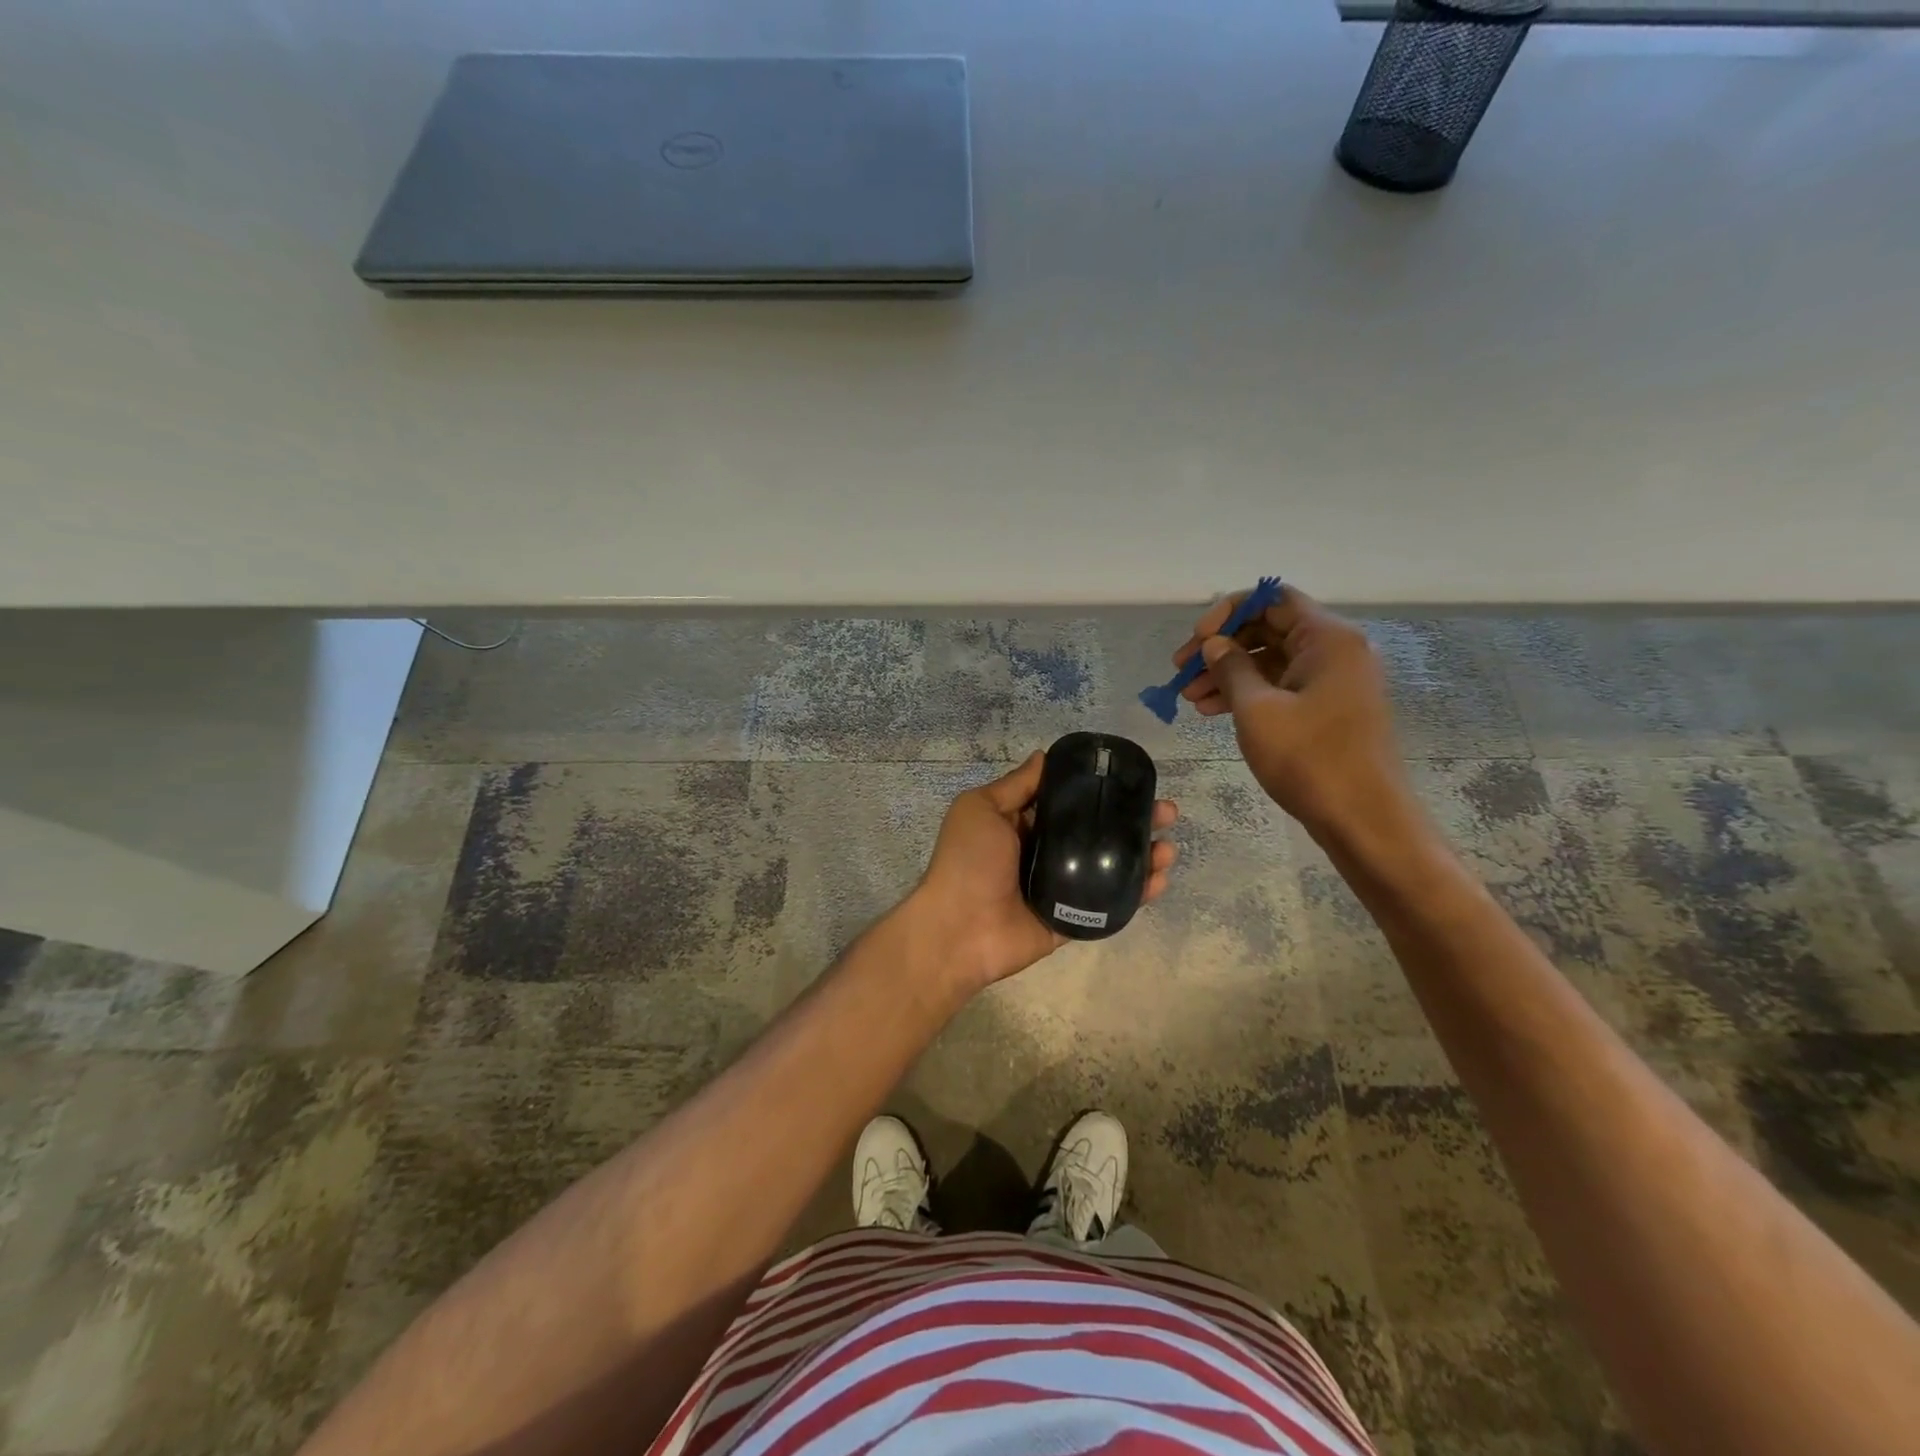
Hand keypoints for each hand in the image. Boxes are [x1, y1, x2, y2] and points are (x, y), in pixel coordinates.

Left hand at [913, 752, 1178, 992]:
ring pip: (1110, 866)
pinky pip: (1110, 903)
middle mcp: (1045, 852)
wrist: (958, 930)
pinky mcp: (1073, 918)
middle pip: (1097, 832)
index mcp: (1023, 825)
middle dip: (1133, 820)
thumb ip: (1015, 785)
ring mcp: (1062, 888)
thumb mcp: (981, 809)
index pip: (1069, 802)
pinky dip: (1137, 892)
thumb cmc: (967, 861)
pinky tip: (1159, 878)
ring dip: (1143, 854)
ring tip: (1168, 846)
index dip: (1100, 790)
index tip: (1132, 780)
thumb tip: (1044, 755)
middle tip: (1166, 812)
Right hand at [1171, 585, 1419, 851]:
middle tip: (1181, 672)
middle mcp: (1336, 651)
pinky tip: (1213, 712)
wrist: (1363, 819)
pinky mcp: (1328, 709)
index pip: (1273, 600)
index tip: (1198, 641)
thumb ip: (1231, 668)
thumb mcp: (1257, 710)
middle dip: (1222, 648)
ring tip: (1189, 698)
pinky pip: (1282, 687)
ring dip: (1228, 674)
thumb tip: (1215, 644)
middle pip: (1269, 629)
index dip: (1229, 612)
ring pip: (1271, 661)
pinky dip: (1248, 694)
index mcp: (1327, 638)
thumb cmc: (1309, 758)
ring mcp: (1334, 681)